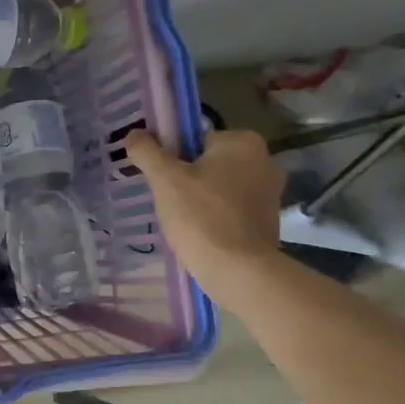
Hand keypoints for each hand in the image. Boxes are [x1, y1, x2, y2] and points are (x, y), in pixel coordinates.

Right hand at [124, 129, 282, 304]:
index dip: (171, 157)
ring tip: (180, 218)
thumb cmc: (201, 216)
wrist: (237, 269)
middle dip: (186, 177)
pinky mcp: (268, 217)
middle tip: (165, 199)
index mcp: (243, 142)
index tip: (159, 178)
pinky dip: (214, 213)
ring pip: (218, 184)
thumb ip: (147, 151)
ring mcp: (270, 190)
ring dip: (199, 196)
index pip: (195, 139)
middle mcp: (265, 160)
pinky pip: (230, 206)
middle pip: (207, 161)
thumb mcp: (164, 179)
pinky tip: (199, 230)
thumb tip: (134, 134)